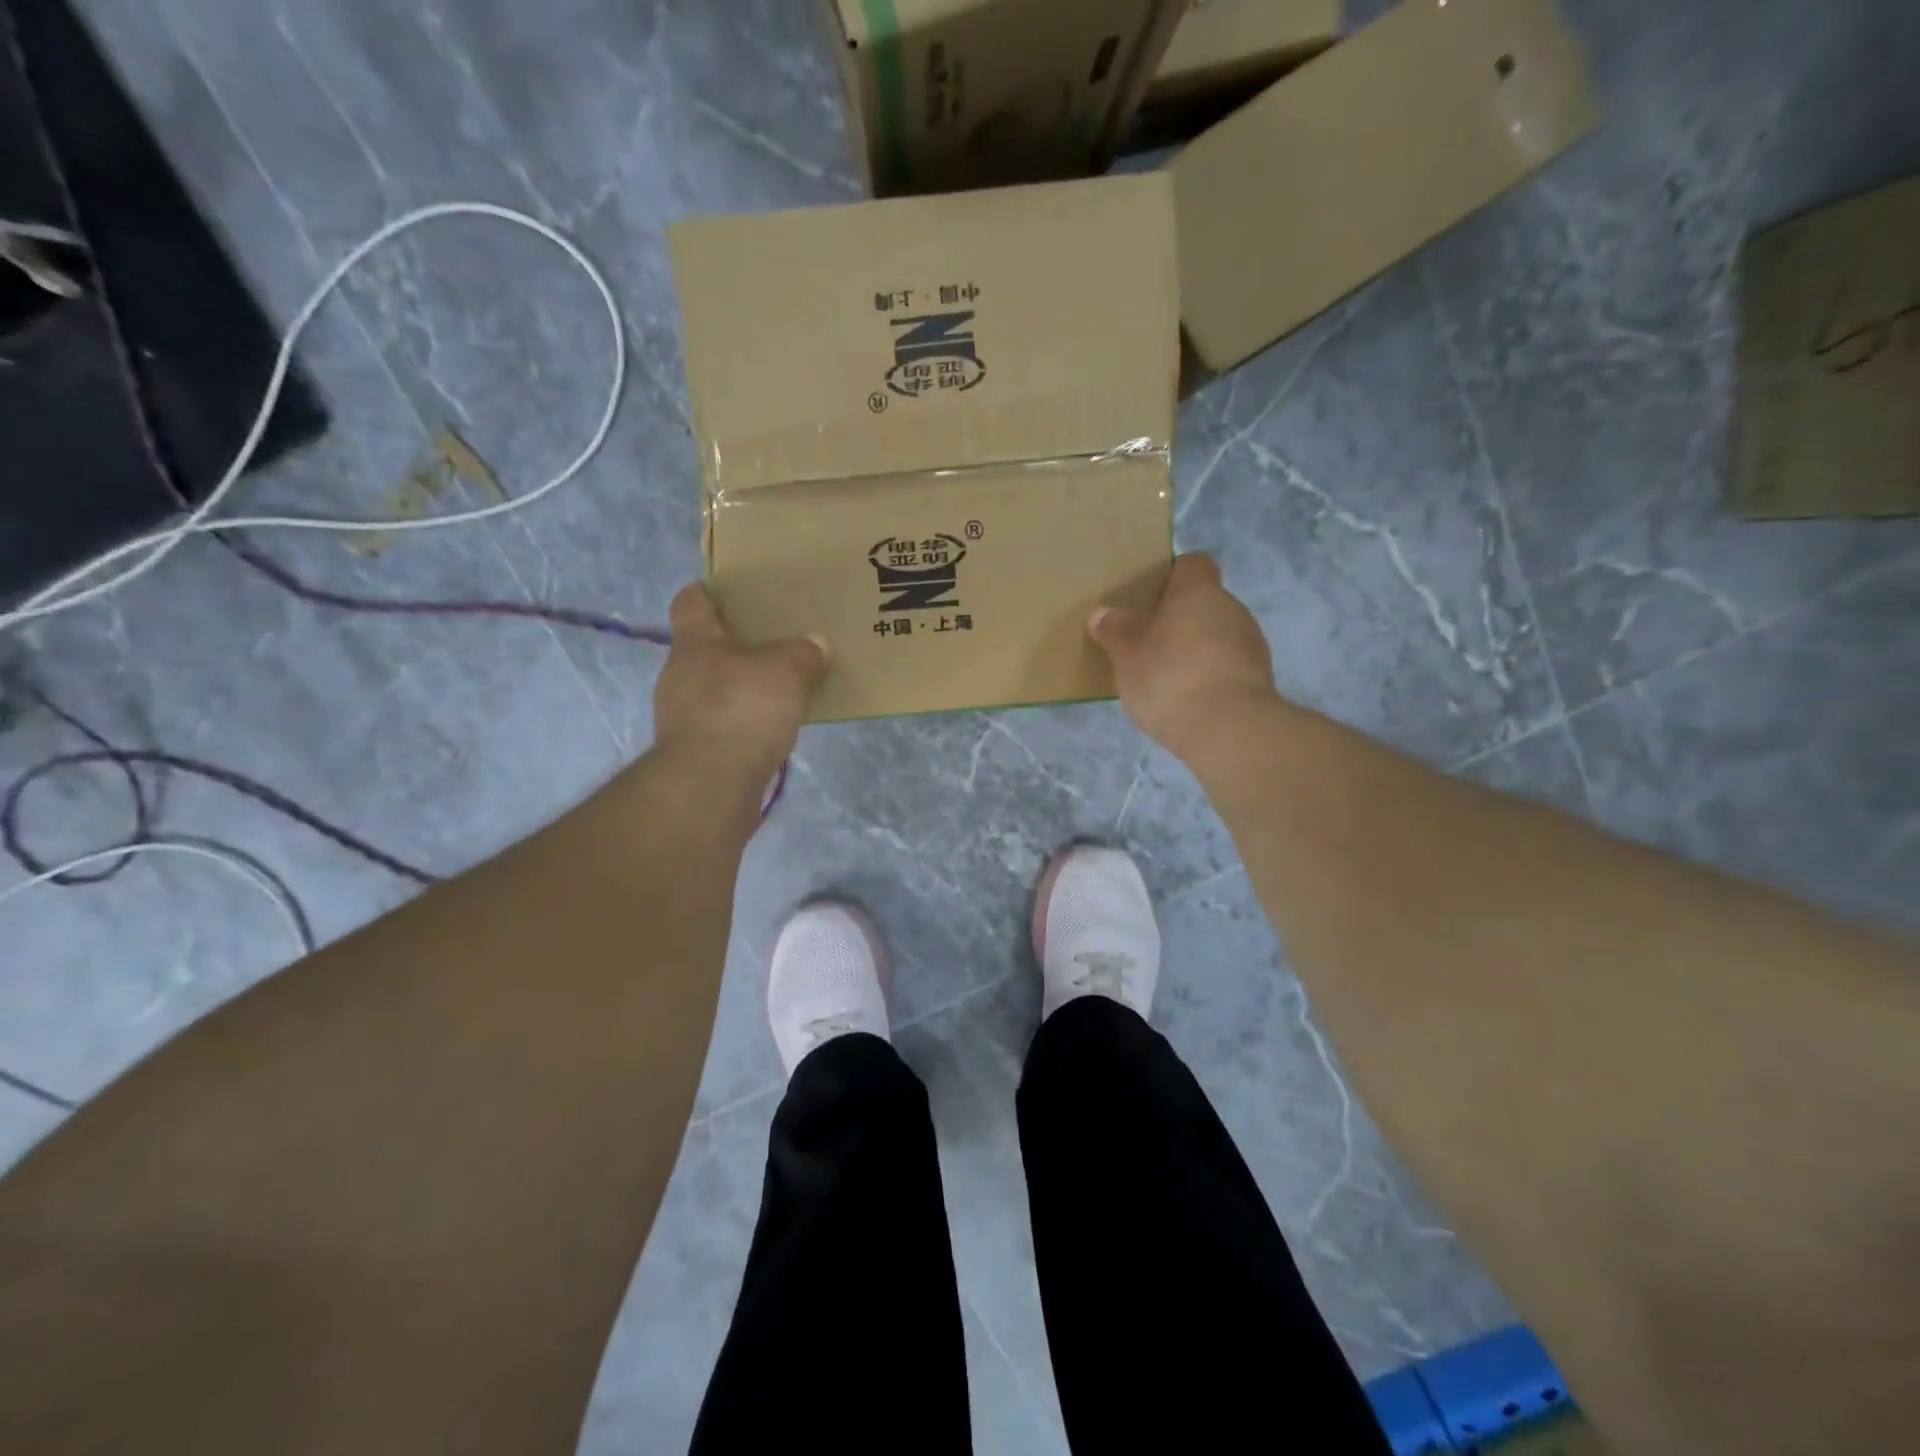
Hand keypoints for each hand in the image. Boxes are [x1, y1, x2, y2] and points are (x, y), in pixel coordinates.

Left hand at [653, 584, 827, 780]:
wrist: (710, 786)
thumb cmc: (741, 711)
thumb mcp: (786, 672)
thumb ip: (803, 654)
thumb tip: (816, 645)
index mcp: (695, 644)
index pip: (690, 603)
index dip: (707, 592)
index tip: (729, 589)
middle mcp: (679, 675)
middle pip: (704, 648)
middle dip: (734, 644)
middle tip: (772, 641)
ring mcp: (682, 717)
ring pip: (713, 689)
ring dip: (739, 687)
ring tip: (778, 689)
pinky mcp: (694, 752)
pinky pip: (722, 725)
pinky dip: (742, 723)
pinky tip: (769, 730)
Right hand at [1089, 554, 1280, 757]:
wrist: (1226, 729)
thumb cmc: (1169, 676)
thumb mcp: (1126, 653)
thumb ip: (1114, 630)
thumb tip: (1102, 614)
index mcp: (1198, 591)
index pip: (1192, 564)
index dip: (1171, 576)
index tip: (1149, 599)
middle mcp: (1232, 608)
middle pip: (1204, 603)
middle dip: (1179, 621)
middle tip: (1147, 644)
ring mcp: (1251, 644)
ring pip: (1217, 636)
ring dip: (1196, 651)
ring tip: (1166, 680)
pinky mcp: (1259, 680)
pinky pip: (1227, 668)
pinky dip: (1210, 678)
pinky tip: (1188, 701)